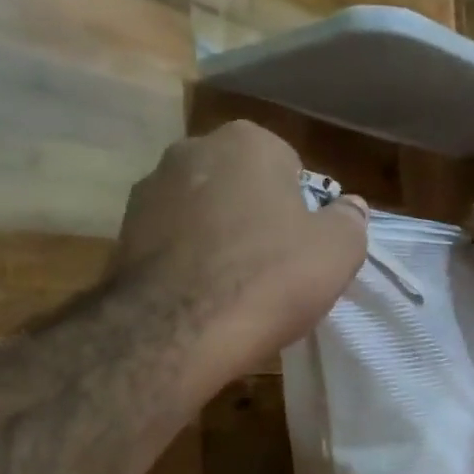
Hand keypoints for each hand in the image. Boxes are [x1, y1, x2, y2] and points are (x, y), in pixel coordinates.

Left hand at [118, 122, 367, 394]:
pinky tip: (201, 297)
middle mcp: (192, 149)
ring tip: (235, 289)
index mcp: (248, 142)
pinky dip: (188, 260)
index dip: (302, 211)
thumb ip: (350, 221)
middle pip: (243, 186)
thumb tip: (350, 208)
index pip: (290, 168)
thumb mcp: (338, 252)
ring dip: (220, 238)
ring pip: (205, 212)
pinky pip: (174, 241)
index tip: (304, 248)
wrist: (176, 330)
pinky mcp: (123, 232)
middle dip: (258, 217)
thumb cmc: (268, 278)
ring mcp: (150, 189)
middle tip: (275, 268)